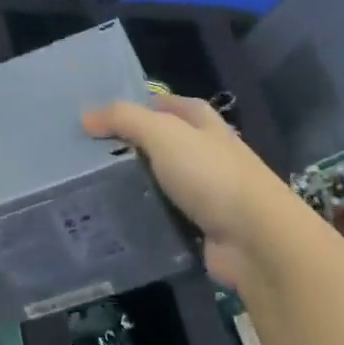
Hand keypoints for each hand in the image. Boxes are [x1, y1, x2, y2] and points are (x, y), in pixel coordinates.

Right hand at [82, 97, 288, 290]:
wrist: (256, 239)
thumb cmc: (211, 174)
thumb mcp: (163, 134)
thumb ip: (124, 119)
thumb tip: (86, 116)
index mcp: (204, 122)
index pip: (167, 105)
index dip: (138, 106)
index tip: (101, 118)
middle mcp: (208, 152)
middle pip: (163, 143)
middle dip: (132, 147)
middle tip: (88, 155)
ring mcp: (208, 191)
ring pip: (163, 181)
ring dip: (137, 185)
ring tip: (92, 188)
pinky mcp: (204, 227)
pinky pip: (167, 216)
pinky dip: (147, 218)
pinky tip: (117, 220)